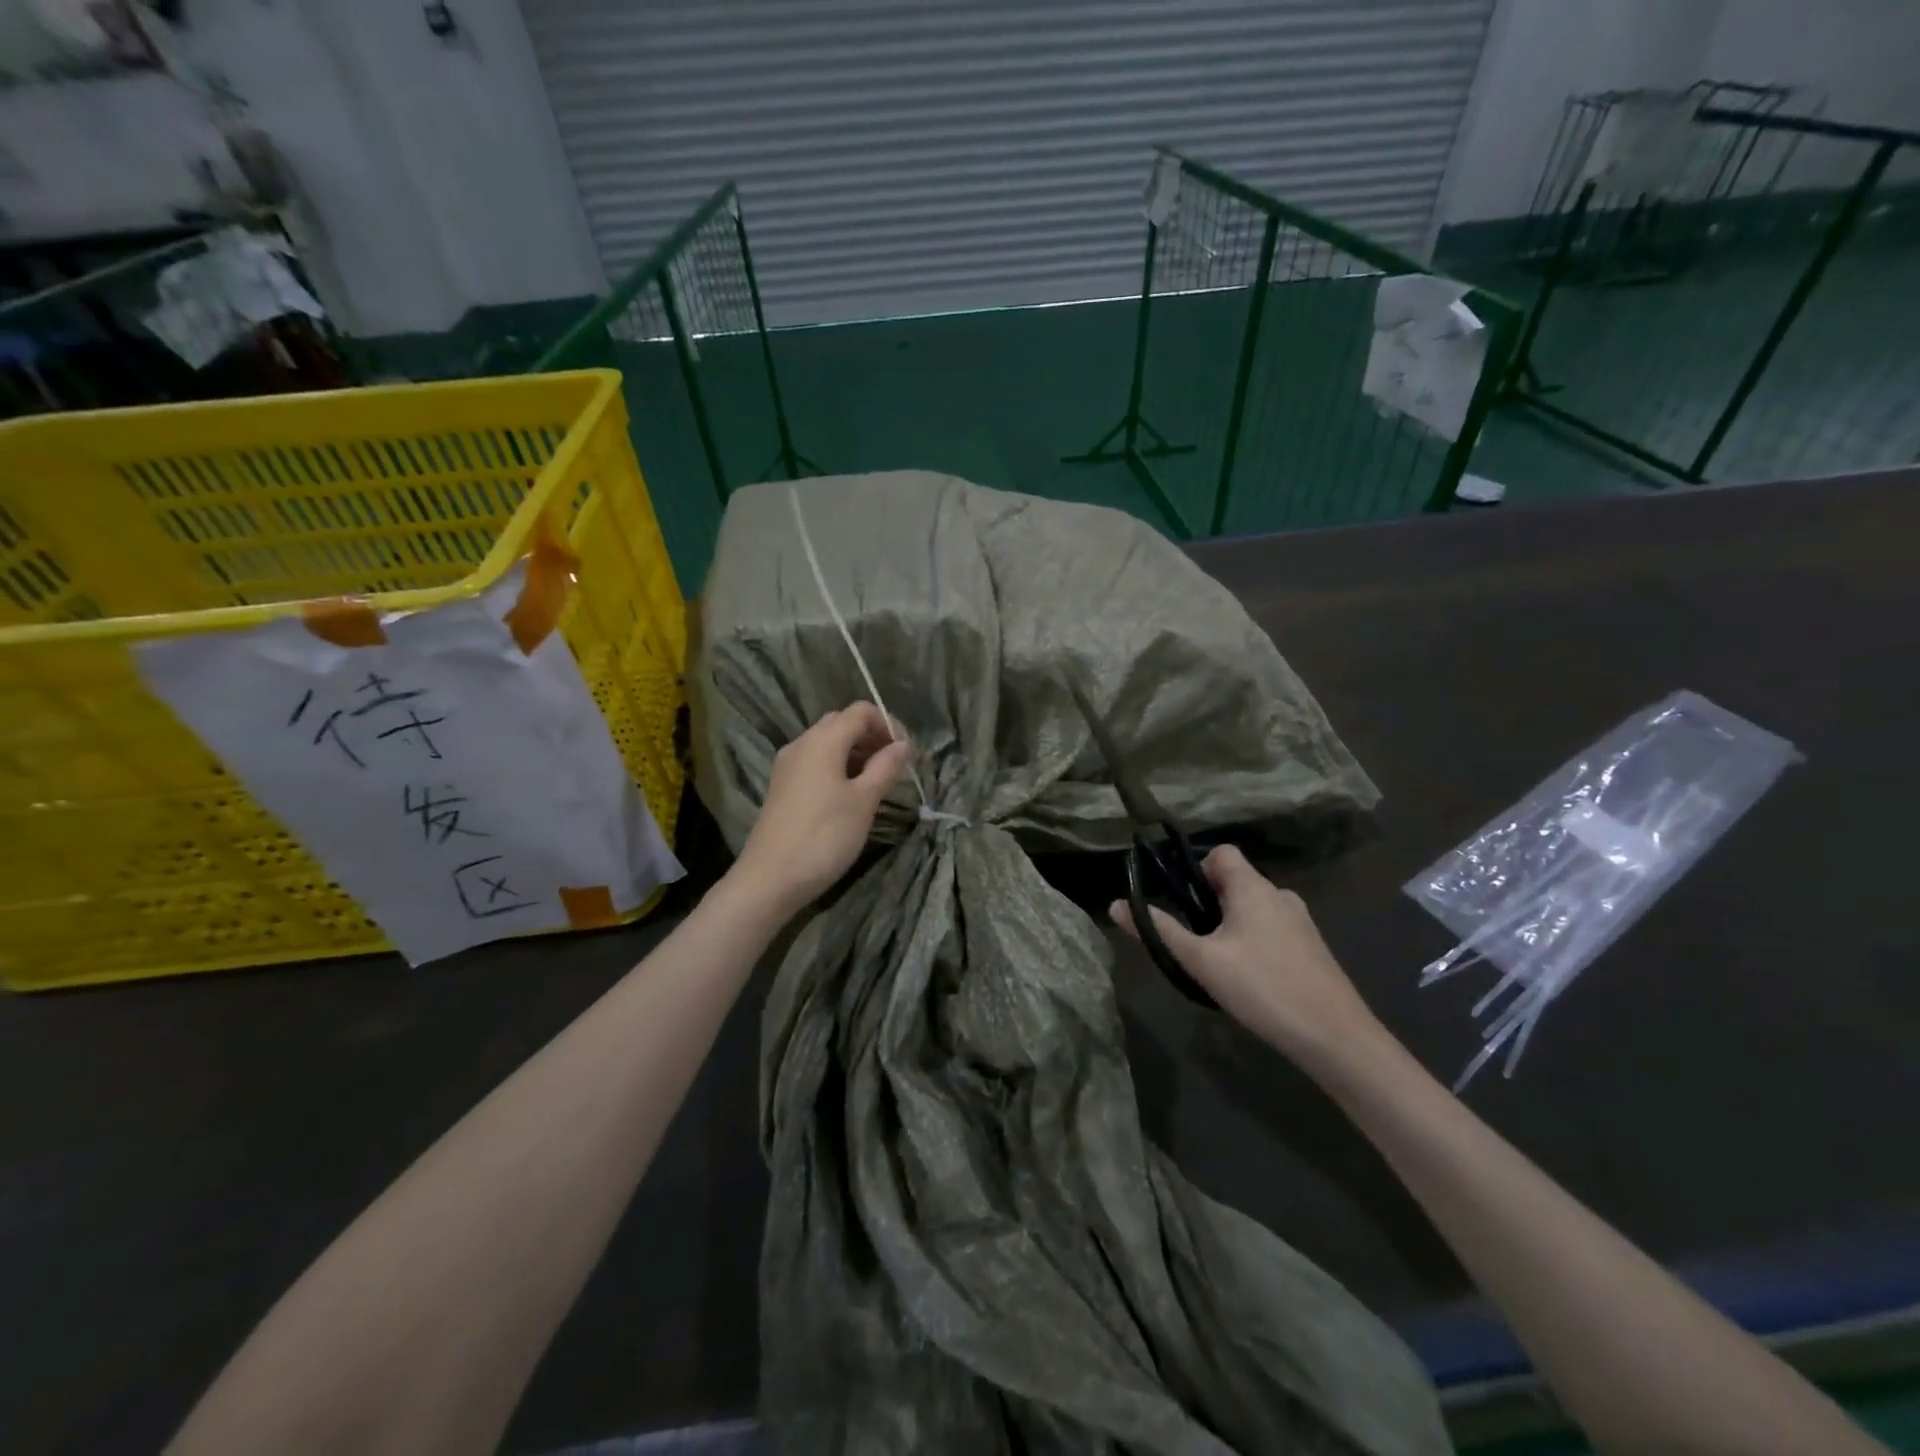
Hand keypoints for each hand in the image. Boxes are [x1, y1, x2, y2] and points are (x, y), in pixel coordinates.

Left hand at [729, 703, 911, 919]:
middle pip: (843, 724)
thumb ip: (886, 767)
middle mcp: (802, 744)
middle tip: (895, 766)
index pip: (861, 711)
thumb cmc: (824, 836)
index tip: (908, 754)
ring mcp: (788, 766)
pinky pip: (816, 763)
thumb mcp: (864, 801)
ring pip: (828, 744)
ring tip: (878, 783)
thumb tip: (903, 745)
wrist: (770, 879)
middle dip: (873, 737)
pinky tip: (851, 795)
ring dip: (857, 754)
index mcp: (823, 740)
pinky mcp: (783, 787)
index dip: (889, 725)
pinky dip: (839, 768)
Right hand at [1110, 845, 1385, 1067]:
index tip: (1183, 903)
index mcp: (1254, 888)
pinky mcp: (1312, 949)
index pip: (1222, 853)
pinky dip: (1254, 943)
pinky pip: (1271, 931)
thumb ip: (1159, 931)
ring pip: (1253, 910)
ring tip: (1219, 966)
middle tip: (1194, 943)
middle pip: (1235, 883)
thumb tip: (1115, 905)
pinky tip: (1250, 981)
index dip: (1197, 869)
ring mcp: (1301, 923)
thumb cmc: (1262, 988)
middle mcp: (1280, 895)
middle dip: (1209, 906)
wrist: (1336, 1038)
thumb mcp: (1201, 960)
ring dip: (1231, 927)